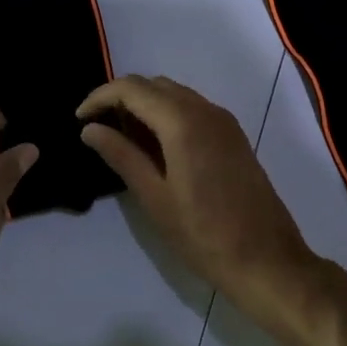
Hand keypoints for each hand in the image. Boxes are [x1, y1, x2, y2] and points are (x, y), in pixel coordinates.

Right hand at [78, 76, 322, 331]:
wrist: (267, 260)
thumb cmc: (204, 235)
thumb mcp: (154, 197)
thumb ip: (121, 155)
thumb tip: (90, 129)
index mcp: (183, 121)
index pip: (132, 88)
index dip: (100, 97)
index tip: (79, 119)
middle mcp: (206, 110)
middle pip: (154, 85)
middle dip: (121, 98)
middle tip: (98, 129)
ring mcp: (224, 122)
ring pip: (174, 95)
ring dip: (145, 105)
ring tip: (122, 139)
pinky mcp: (233, 136)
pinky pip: (192, 109)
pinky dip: (167, 115)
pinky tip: (155, 147)